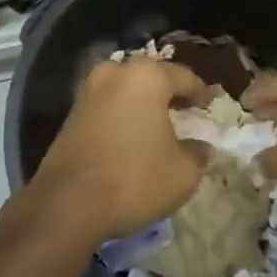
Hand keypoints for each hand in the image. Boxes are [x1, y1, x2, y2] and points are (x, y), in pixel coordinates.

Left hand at [30, 59, 210, 240]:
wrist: (67, 203)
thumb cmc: (134, 179)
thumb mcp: (183, 173)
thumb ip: (199, 153)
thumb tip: (201, 146)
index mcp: (147, 76)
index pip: (184, 77)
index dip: (200, 92)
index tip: (210, 105)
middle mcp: (115, 73)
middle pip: (151, 78)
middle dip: (169, 94)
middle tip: (185, 111)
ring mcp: (88, 91)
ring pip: (126, 91)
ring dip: (143, 105)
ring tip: (158, 126)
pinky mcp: (70, 114)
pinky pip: (107, 107)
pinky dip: (122, 117)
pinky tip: (131, 138)